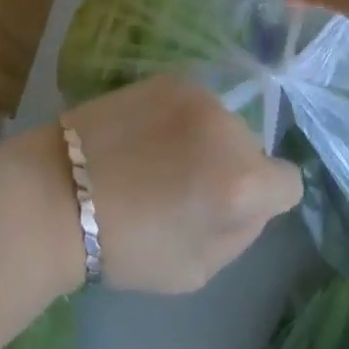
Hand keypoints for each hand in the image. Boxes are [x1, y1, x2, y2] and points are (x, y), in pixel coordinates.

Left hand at [62, 75, 302, 293]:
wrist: (59, 193)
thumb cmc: (127, 245)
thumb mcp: (199, 270)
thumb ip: (242, 232)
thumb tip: (253, 200)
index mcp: (242, 183)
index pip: (289, 182)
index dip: (265, 201)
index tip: (229, 209)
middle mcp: (230, 128)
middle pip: (254, 148)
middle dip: (234, 168)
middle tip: (187, 188)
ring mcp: (199, 95)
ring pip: (225, 123)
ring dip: (208, 140)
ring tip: (160, 159)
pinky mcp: (170, 77)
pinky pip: (196, 103)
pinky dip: (183, 119)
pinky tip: (146, 136)